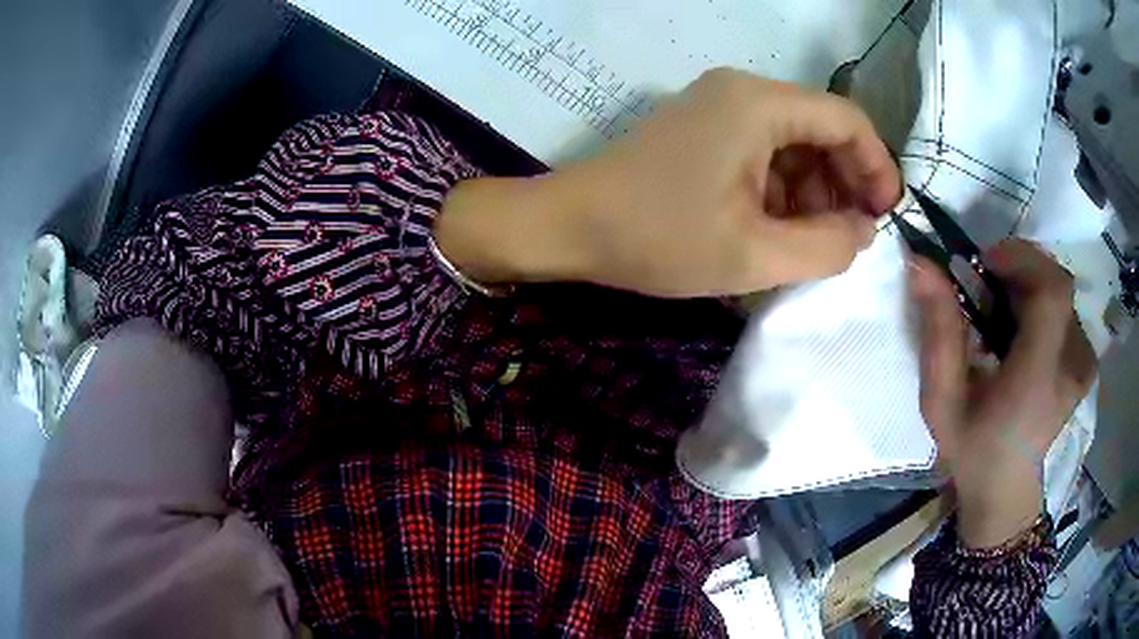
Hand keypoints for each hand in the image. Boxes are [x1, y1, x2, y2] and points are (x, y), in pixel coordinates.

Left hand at [435, 68, 899, 296]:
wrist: (569, 226)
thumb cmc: (658, 238)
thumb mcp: (754, 254)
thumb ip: (825, 246)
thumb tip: (862, 230)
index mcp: (759, 104)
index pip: (847, 119)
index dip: (876, 167)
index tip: (884, 216)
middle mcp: (742, 91)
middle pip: (822, 127)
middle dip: (844, 183)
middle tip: (847, 238)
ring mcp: (719, 105)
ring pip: (794, 141)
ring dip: (813, 191)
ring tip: (809, 242)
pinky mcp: (703, 127)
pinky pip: (763, 149)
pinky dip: (781, 187)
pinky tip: (776, 226)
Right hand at [912, 238, 1097, 547]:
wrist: (1005, 491)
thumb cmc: (972, 450)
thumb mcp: (941, 401)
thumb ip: (938, 332)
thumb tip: (921, 264)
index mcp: (1039, 379)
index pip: (1052, 292)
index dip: (1023, 259)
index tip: (986, 262)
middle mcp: (1071, 367)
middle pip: (1057, 284)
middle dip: (1021, 271)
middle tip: (989, 287)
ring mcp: (1083, 366)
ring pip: (1060, 295)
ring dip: (1030, 289)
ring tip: (1004, 317)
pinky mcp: (1086, 365)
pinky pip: (1068, 312)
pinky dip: (1044, 306)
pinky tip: (1027, 332)